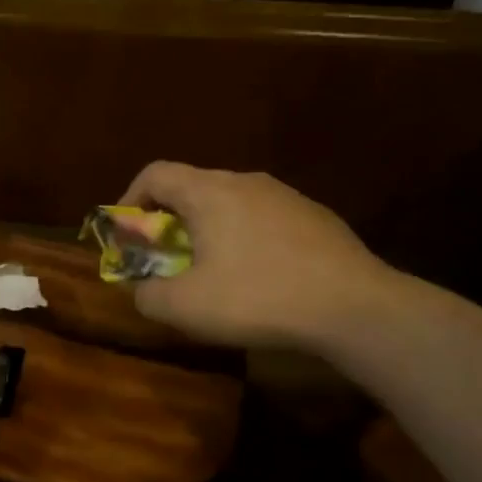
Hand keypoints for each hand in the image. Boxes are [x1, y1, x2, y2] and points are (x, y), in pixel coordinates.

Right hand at [117, 162, 398, 350]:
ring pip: (229, 204)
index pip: (155, 173)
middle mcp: (246, 181)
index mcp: (209, 192)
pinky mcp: (315, 216)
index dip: (130, 200)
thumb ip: (146, 295)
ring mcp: (286, 196)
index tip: (127, 234)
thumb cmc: (257, 298)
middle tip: (166, 260)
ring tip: (212, 272)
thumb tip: (140, 289)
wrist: (354, 307)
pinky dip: (244, 239)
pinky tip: (258, 278)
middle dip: (168, 222)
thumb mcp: (185, 307)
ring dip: (208, 231)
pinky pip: (263, 219)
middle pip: (192, 188)